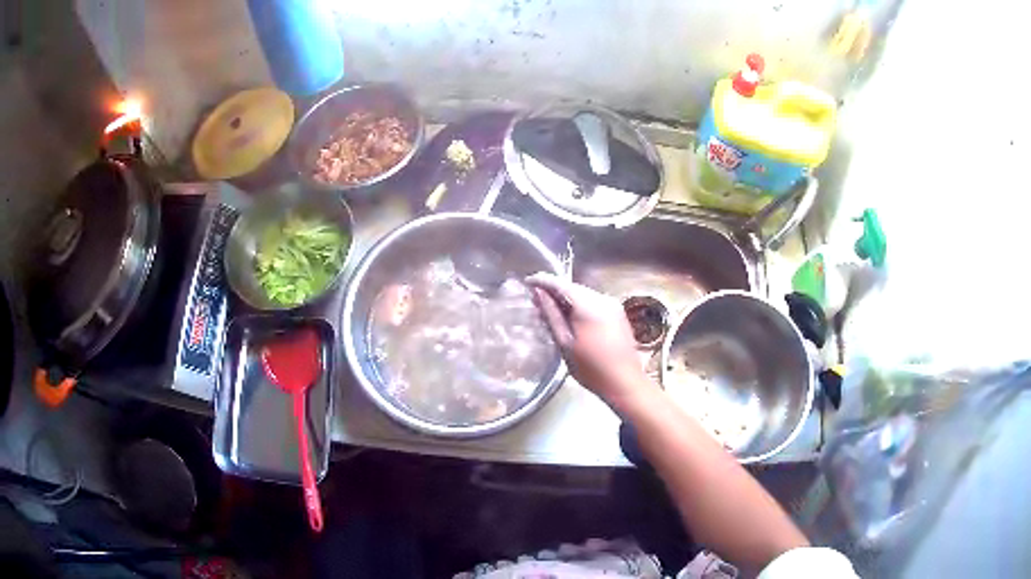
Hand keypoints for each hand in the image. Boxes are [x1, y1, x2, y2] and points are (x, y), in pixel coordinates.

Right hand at [526, 273, 651, 405]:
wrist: (624, 383)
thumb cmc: (591, 369)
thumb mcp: (565, 343)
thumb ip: (551, 315)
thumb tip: (538, 293)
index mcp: (589, 306)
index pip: (561, 284)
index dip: (542, 280)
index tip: (527, 282)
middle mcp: (603, 299)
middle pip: (573, 287)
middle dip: (554, 290)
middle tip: (536, 299)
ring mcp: (613, 305)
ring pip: (584, 294)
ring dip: (567, 298)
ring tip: (550, 310)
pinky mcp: (618, 313)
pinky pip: (594, 301)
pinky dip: (580, 305)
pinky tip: (571, 317)